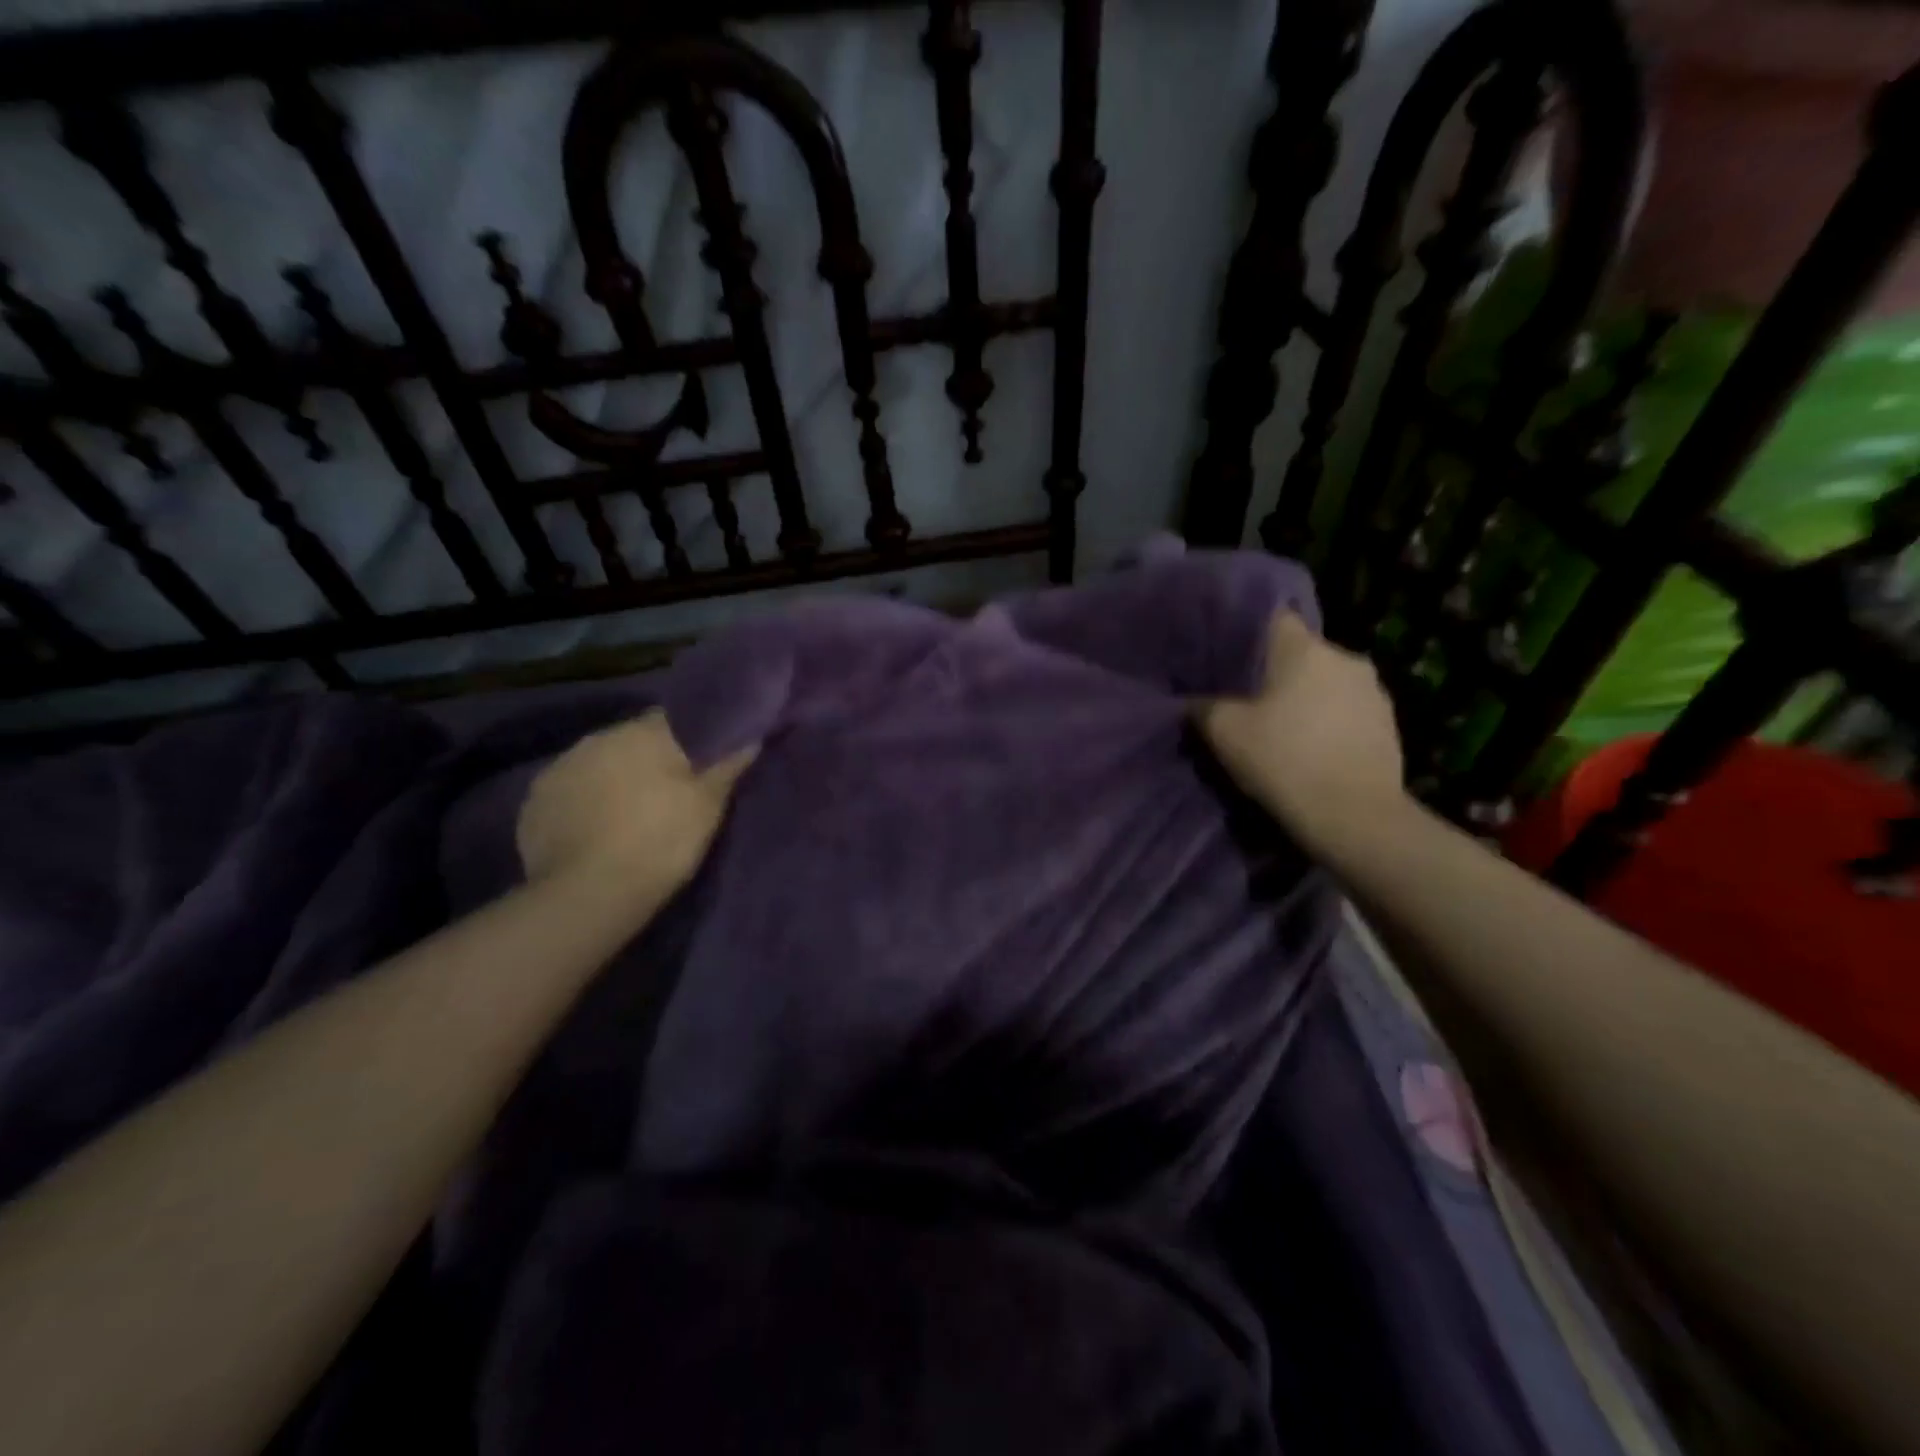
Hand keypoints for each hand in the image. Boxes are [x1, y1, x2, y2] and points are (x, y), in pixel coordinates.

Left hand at [517, 709, 756, 894]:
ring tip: (627, 812)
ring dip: (611, 778)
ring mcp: (558, 769)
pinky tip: (593, 830)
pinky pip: (567, 793)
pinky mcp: (533, 803)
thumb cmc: (661, 841)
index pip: (670, 718)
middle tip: (666, 789)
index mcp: (641, 732)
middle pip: (629, 740)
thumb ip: (727, 766)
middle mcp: (595, 739)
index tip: (698, 758)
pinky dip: (581, 804)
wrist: (590, 894)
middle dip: (645, 758)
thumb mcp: (707, 806)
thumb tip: (751, 738)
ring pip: (595, 764)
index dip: (687, 737)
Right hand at [1196, 612, 1405, 846]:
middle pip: (1301, 654)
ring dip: (1308, 699)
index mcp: (1305, 649)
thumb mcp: (1224, 733)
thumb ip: (1203, 707)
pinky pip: (1349, 712)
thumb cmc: (1284, 761)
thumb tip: (1191, 702)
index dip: (1248, 633)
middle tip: (1250, 700)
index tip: (1229, 655)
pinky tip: (1313, 750)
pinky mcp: (1390, 725)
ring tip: (1283, 728)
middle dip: (1277, 673)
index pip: (1273, 618)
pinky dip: (1330, 723)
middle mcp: (1345, 658)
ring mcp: (1374, 692)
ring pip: (1328, 683)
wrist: (1355, 817)